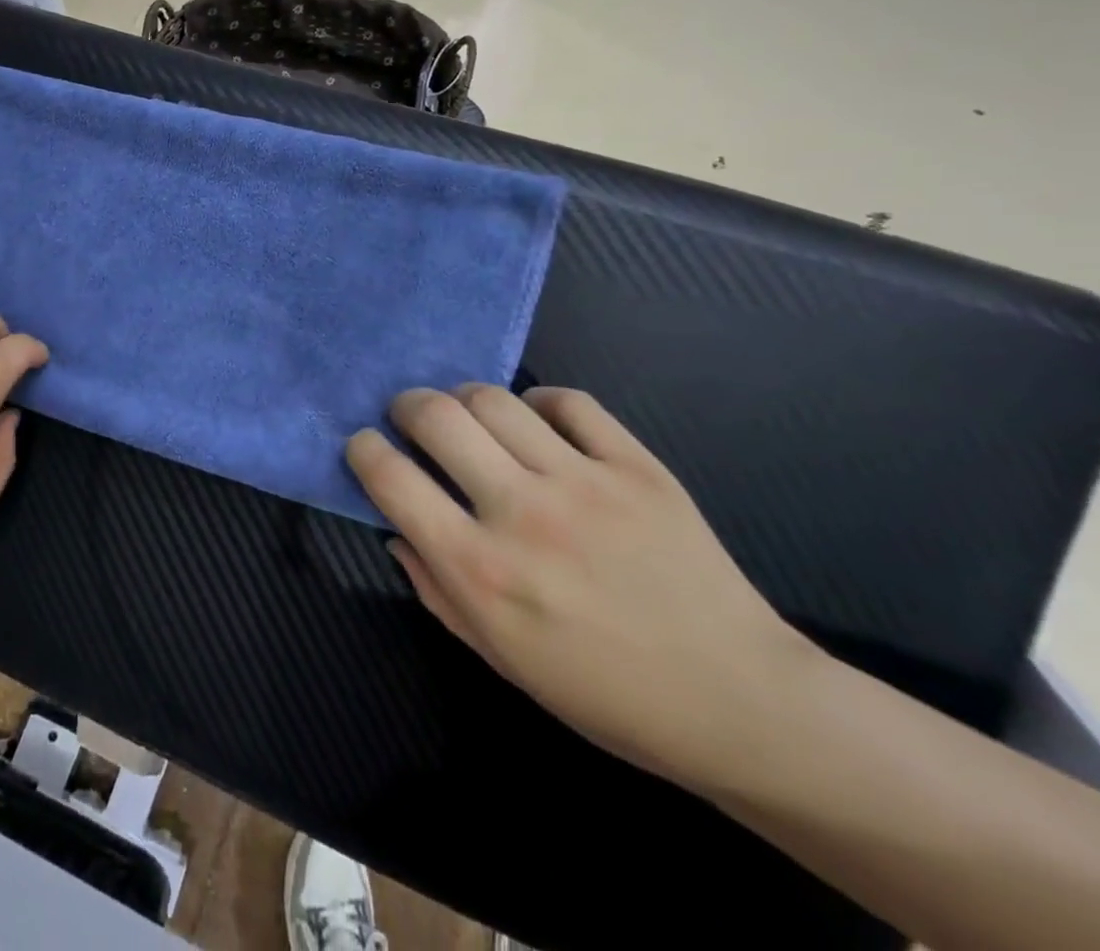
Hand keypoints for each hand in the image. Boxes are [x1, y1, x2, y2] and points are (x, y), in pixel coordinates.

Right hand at [347, 384, 819, 791]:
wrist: (740, 705)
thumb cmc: (603, 693)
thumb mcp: (497, 656)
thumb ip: (433, 587)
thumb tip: (396, 527)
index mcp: (478, 570)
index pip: (389, 477)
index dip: (363, 449)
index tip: (366, 447)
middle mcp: (521, 514)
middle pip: (436, 416)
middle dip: (406, 406)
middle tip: (412, 419)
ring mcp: (583, 484)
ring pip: (494, 398)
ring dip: (464, 399)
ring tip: (471, 418)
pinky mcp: (638, 467)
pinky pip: (569, 401)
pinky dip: (539, 401)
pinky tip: (537, 422)